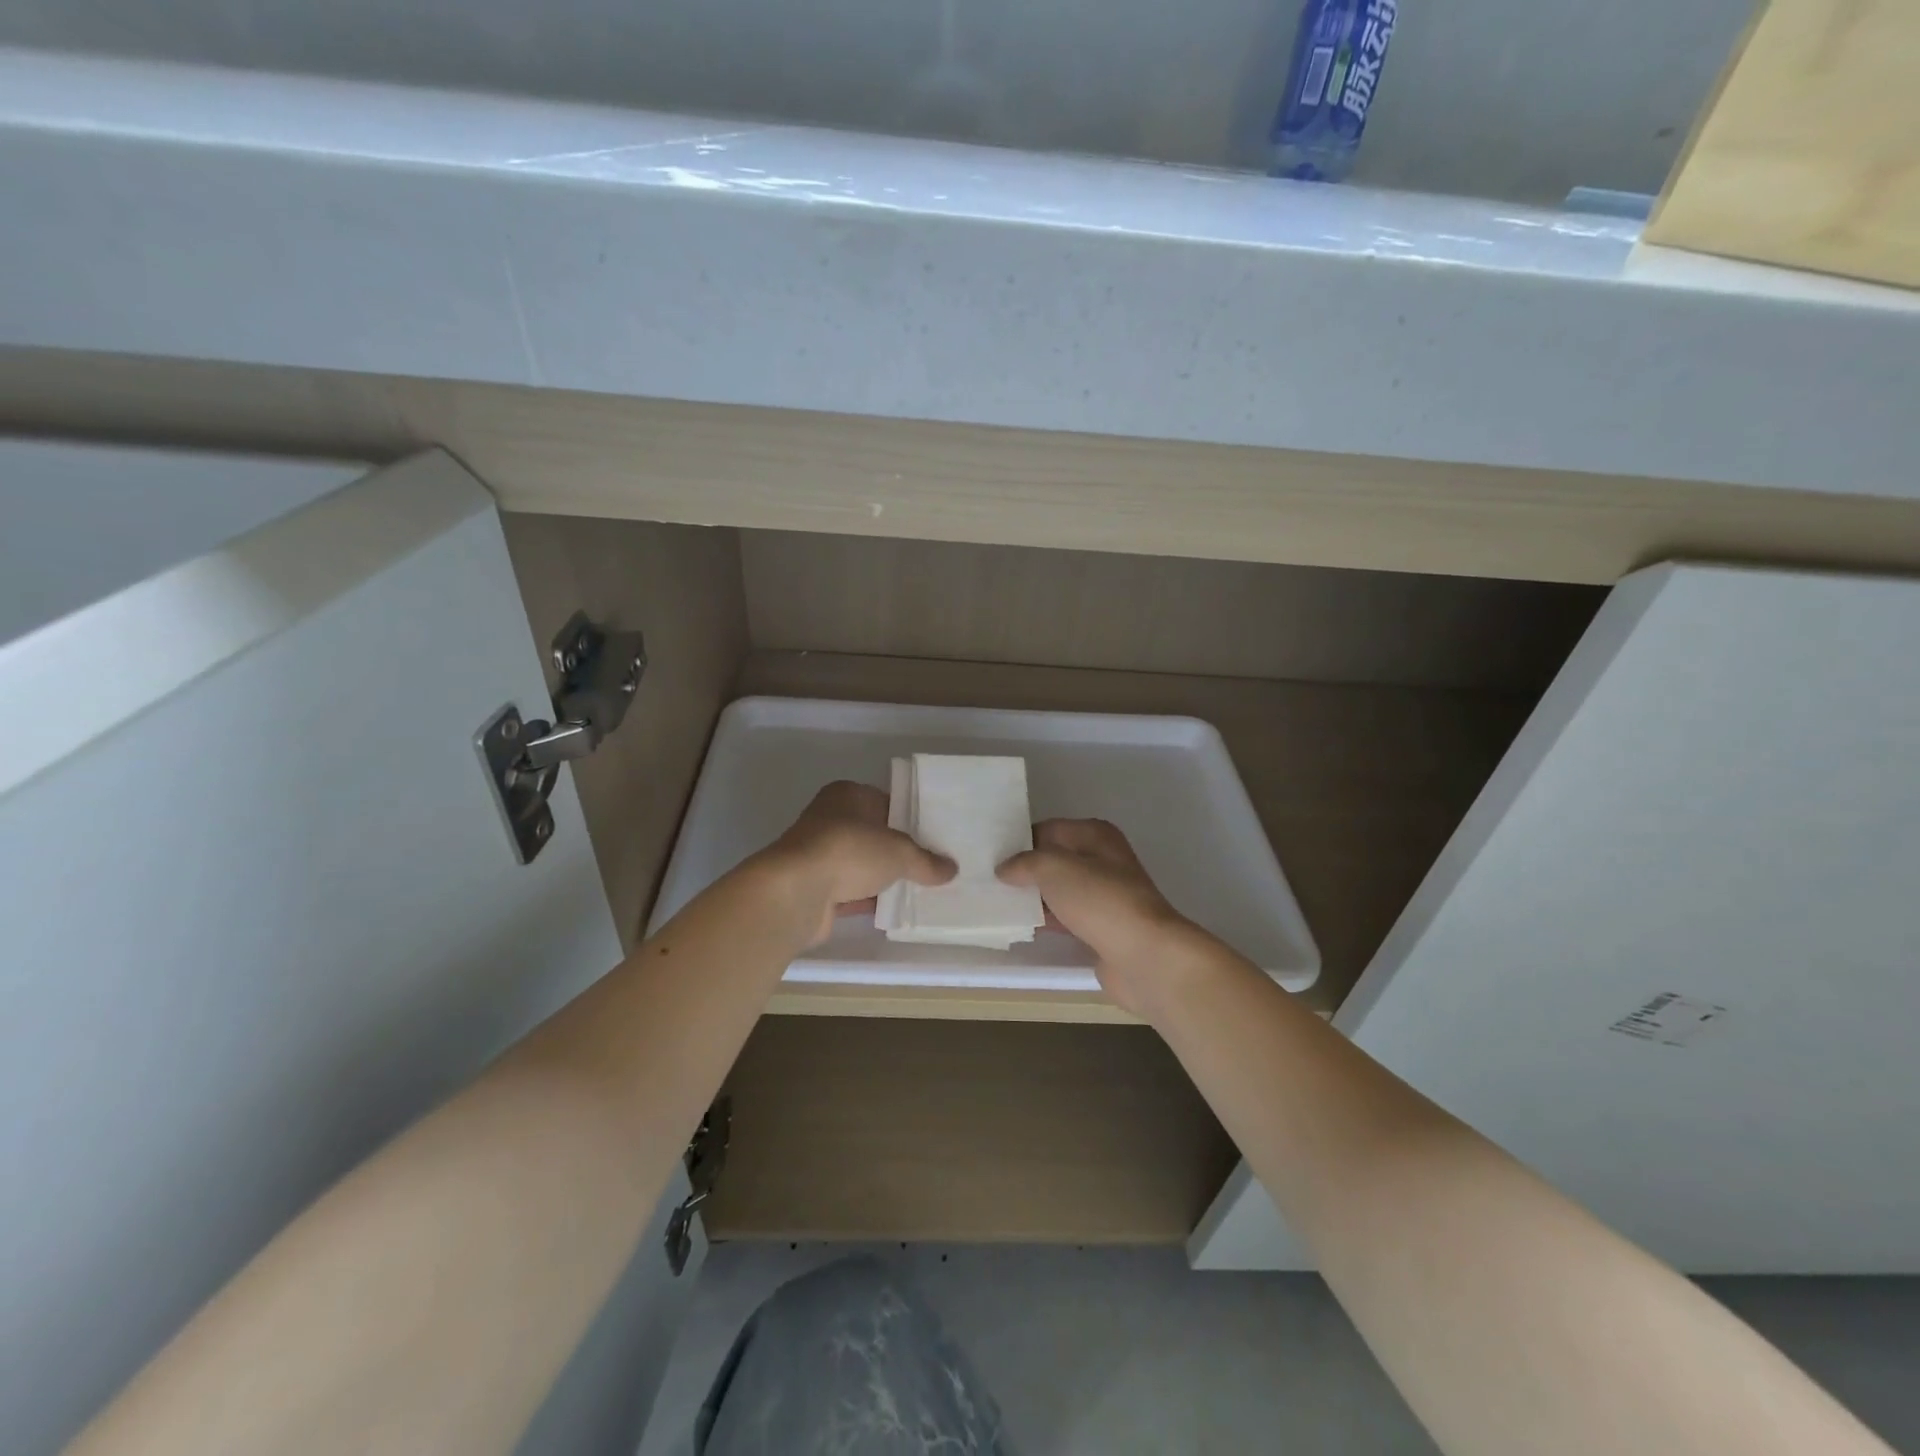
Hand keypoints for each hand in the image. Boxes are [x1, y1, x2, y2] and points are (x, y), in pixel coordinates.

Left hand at [761, 781, 955, 946]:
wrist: (796, 890)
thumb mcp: (900, 852)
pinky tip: (892, 909)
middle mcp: (829, 818)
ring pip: (860, 864)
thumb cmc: (849, 851)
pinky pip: (849, 891)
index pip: (885, 801)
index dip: (909, 818)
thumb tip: (952, 869)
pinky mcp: (813, 886)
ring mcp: (818, 853)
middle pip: (872, 834)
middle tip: (930, 865)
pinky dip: (867, 899)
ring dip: (881, 877)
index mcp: (847, 794)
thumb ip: (926, 861)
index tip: (933, 837)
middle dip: (897, 850)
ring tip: (918, 890)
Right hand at [998, 818, 1218, 1017]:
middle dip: (1024, 870)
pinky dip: (1044, 920)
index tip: (990, 854)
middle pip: (1053, 860)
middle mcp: (1102, 861)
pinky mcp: (1100, 928)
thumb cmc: (1100, 901)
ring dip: (1032, 897)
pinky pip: (1064, 917)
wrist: (1144, 956)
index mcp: (1096, 835)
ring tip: (994, 902)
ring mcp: (1103, 896)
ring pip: (1058, 890)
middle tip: (985, 878)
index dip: (1020, 840)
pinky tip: (1018, 925)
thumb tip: (1005, 868)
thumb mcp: (1054, 868)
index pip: (1048, 829)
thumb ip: (1025, 862)